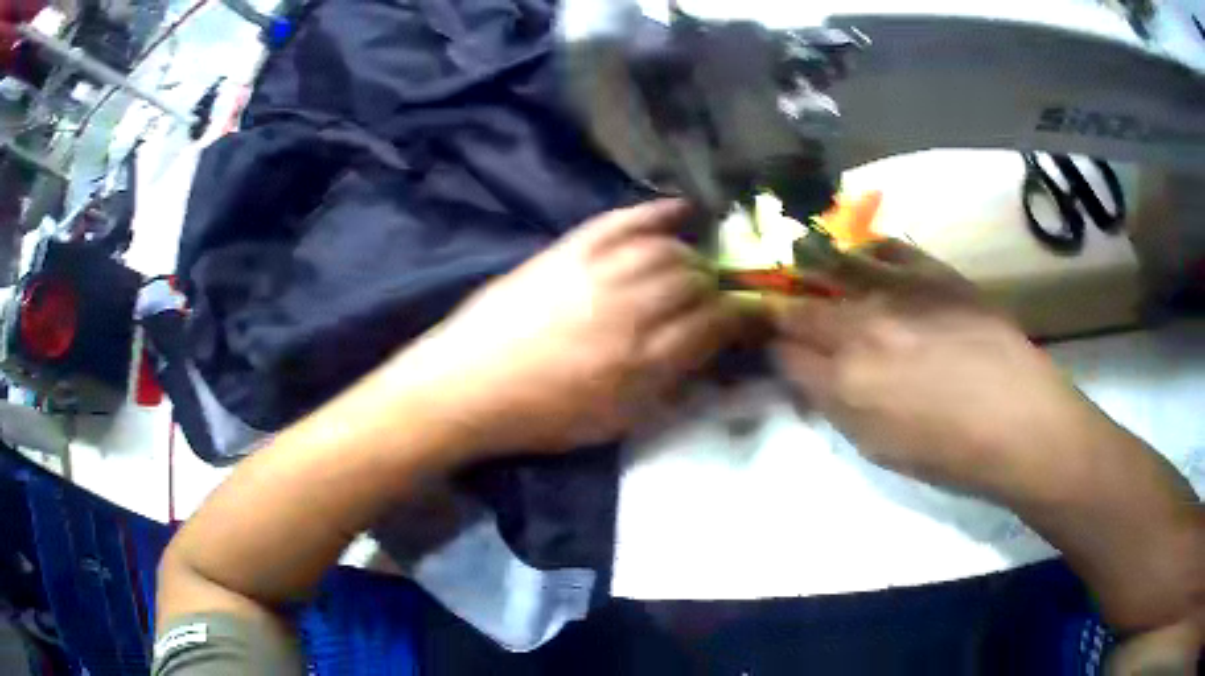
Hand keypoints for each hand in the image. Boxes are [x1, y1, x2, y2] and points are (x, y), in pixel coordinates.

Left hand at [398, 199, 755, 453]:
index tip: (754, 316)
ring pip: (666, 250)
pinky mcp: (569, 250)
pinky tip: (680, 209)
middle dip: (716, 288)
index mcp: (643, 362)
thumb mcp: (615, 421)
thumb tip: (706, 356)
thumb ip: (667, 386)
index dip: (742, 318)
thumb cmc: (541, 416)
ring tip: (692, 265)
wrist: (468, 385)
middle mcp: (629, 310)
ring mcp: (597, 273)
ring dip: (689, 256)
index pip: (714, 325)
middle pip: (695, 282)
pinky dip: (656, 212)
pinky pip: (623, 220)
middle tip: (716, 296)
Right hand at [771, 239, 1101, 495]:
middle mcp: (861, 328)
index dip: (772, 349)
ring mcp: (898, 292)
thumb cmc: (949, 454)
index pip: (783, 353)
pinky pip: (885, 249)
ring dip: (814, 273)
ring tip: (812, 272)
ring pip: (834, 268)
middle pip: (800, 308)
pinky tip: (865, 261)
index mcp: (845, 382)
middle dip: (784, 311)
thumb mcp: (879, 449)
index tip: (775, 349)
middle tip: (787, 314)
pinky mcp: (932, 271)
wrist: (1019, 420)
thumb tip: (815, 377)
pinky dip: (866, 254)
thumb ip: (837, 407)